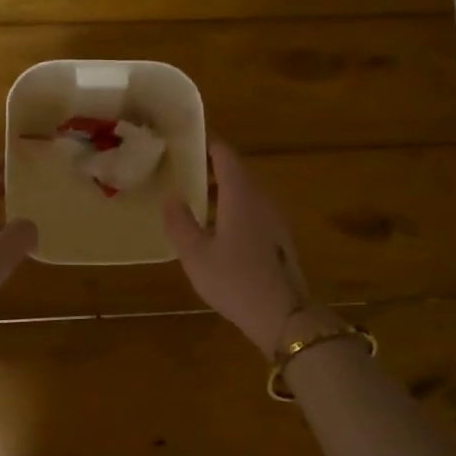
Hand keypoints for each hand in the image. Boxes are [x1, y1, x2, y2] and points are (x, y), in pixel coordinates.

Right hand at [164, 140, 309, 353]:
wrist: (283, 315)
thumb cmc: (234, 281)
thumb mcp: (195, 254)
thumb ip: (180, 222)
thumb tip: (172, 197)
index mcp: (241, 194)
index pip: (225, 154)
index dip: (206, 143)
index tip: (185, 141)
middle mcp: (262, 198)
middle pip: (237, 171)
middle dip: (211, 167)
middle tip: (183, 170)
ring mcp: (275, 217)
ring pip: (247, 191)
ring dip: (223, 189)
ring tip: (196, 198)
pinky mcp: (280, 236)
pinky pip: (254, 209)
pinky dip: (234, 206)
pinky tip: (219, 227)